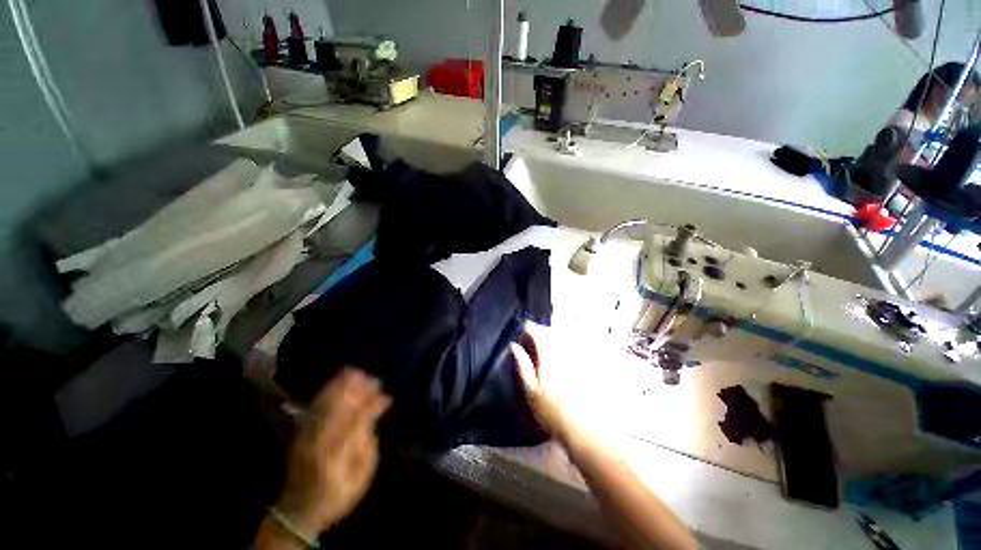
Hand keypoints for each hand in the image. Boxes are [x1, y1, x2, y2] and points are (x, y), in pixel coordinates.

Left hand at [274, 368, 390, 535]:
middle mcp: (318, 443)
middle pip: (337, 409)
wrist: (297, 510)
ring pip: (324, 405)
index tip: (387, 396)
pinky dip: (326, 391)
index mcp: (335, 458)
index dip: (372, 407)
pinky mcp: (300, 433)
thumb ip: (368, 448)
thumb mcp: (360, 479)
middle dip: (356, 391)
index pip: (356, 424)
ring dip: (340, 386)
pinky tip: (336, 380)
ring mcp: (305, 436)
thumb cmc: (336, 496)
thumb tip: (374, 419)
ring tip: (356, 372)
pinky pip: (314, 406)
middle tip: (374, 378)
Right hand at [509, 323, 575, 442]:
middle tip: (534, 335)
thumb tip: (514, 346)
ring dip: (553, 336)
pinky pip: (574, 347)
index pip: (537, 332)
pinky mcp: (586, 365)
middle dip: (542, 330)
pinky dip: (566, 345)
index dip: (529, 328)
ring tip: (547, 342)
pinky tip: (563, 353)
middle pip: (552, 332)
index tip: (524, 329)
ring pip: (564, 338)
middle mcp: (564, 351)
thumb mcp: (530, 389)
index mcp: (548, 355)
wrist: (582, 429)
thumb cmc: (551, 410)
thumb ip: (522, 365)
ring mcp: (577, 358)